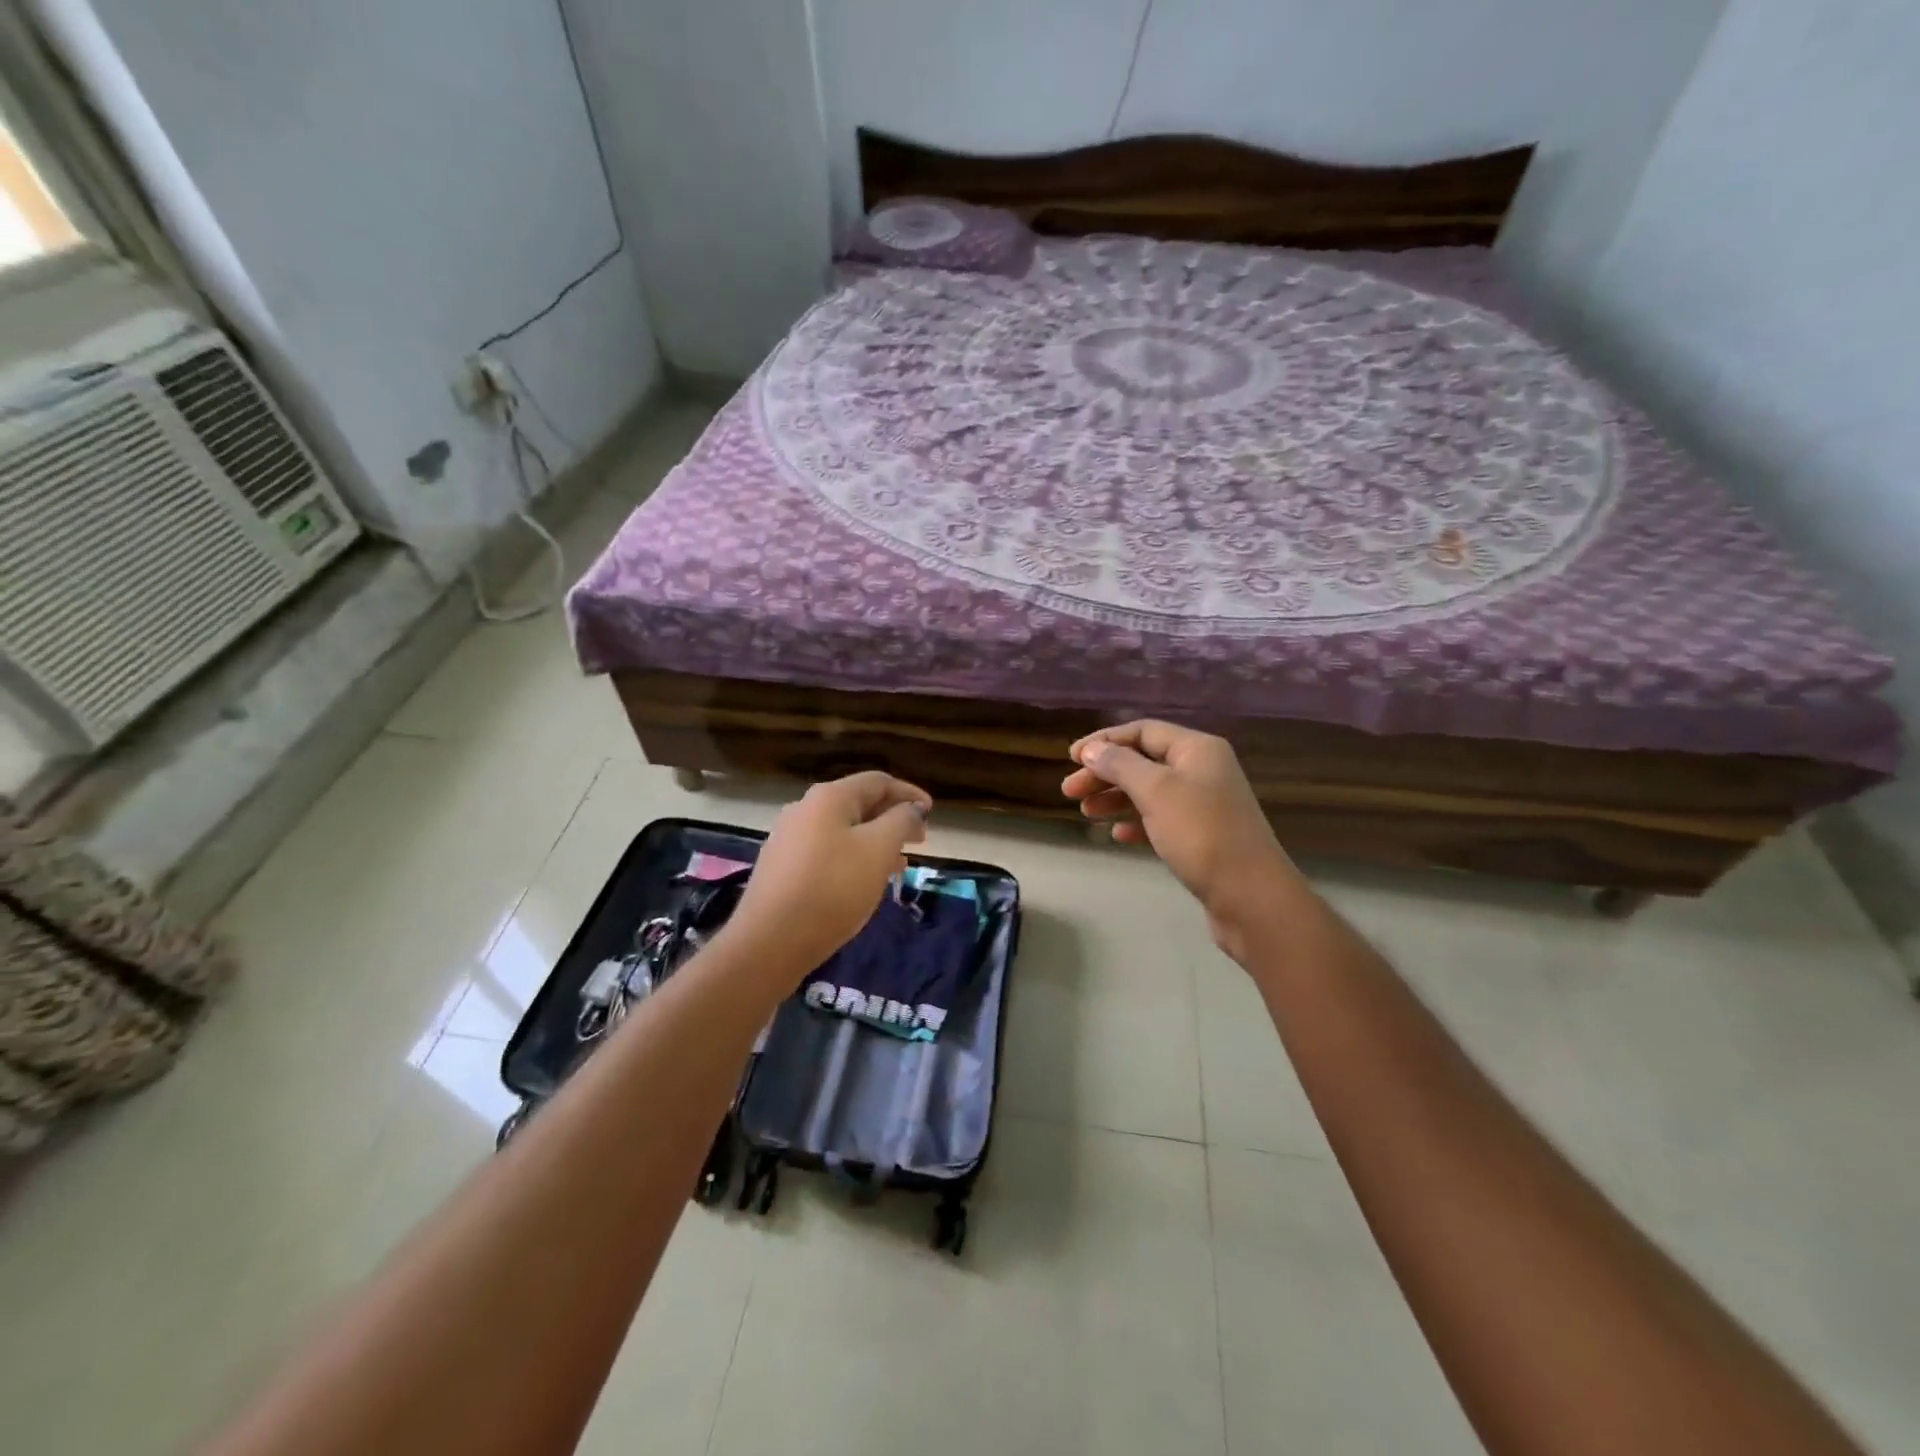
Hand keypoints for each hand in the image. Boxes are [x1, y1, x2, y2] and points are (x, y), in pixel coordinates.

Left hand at [731, 771, 931, 972]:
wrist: (769, 941)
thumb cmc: (833, 888)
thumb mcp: (878, 850)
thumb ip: (901, 822)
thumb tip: (912, 808)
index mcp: (829, 797)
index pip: (878, 782)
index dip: (909, 794)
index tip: (932, 813)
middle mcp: (805, 809)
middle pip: (859, 804)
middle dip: (893, 819)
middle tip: (919, 841)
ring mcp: (789, 838)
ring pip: (843, 830)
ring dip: (875, 841)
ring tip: (899, 864)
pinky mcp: (782, 867)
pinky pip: (827, 851)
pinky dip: (853, 857)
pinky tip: (864, 881)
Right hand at [1062, 721, 1299, 950]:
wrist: (1250, 897)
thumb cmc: (1201, 834)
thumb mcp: (1156, 791)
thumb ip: (1120, 765)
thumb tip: (1091, 749)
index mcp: (1197, 749)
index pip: (1142, 731)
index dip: (1104, 741)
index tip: (1070, 758)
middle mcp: (1203, 769)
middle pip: (1143, 760)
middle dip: (1105, 772)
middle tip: (1069, 791)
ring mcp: (1204, 804)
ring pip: (1149, 791)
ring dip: (1115, 797)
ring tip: (1086, 813)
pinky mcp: (1202, 835)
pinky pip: (1160, 818)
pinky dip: (1136, 822)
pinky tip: (1117, 834)